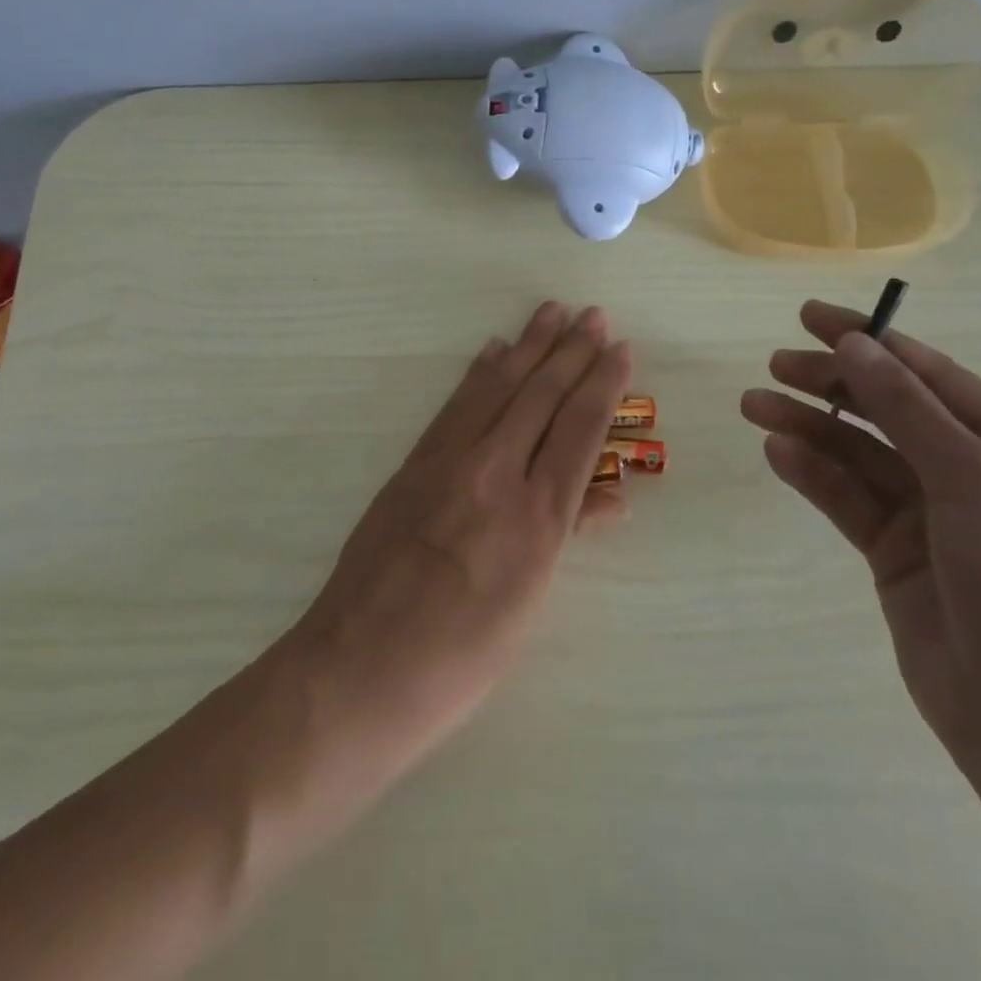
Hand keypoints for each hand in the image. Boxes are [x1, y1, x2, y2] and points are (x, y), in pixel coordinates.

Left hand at [287, 301, 632, 772]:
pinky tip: (493, 351)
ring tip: (550, 312)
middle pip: (541, 396)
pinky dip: (479, 373)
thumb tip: (614, 498)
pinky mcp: (413, 464)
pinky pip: (455, 406)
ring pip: (498, 388)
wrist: (360, 668)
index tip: (620, 349)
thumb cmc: (461, 657)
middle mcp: (497, 474)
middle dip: (571, 351)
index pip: (580, 429)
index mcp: (538, 518)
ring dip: (528, 346)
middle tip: (592, 315)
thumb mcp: (530, 604)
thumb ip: (567, 536)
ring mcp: (449, 463)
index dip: (603, 383)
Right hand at [741, 301, 980, 778]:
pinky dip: (812, 473)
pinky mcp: (892, 549)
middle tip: (775, 365)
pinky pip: (845, 497)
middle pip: (884, 407)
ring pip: (856, 451)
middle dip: (831, 382)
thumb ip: (908, 409)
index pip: (925, 372)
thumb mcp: (974, 480)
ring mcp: (927, 511)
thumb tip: (856, 342)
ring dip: (808, 426)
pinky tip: (778, 452)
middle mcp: (966, 467)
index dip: (868, 338)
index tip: (810, 317)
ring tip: (754, 405)